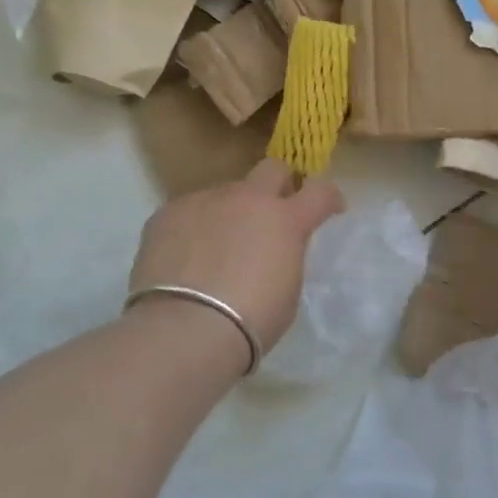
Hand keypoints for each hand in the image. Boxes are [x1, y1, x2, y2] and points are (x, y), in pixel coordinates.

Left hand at [128, 159, 344, 361]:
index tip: (330, 208)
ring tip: (217, 248)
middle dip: (278, 184)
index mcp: (285, 219)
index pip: (320, 191)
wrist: (186, 328)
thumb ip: (285, 256)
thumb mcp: (287, 289)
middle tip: (272, 213)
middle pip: (271, 169)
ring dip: (229, 213)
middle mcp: (246, 199)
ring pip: (224, 193)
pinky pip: (188, 211)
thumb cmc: (251, 320)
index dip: (328, 197)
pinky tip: (185, 257)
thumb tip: (273, 249)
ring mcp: (204, 201)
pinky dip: (193, 228)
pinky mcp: (167, 213)